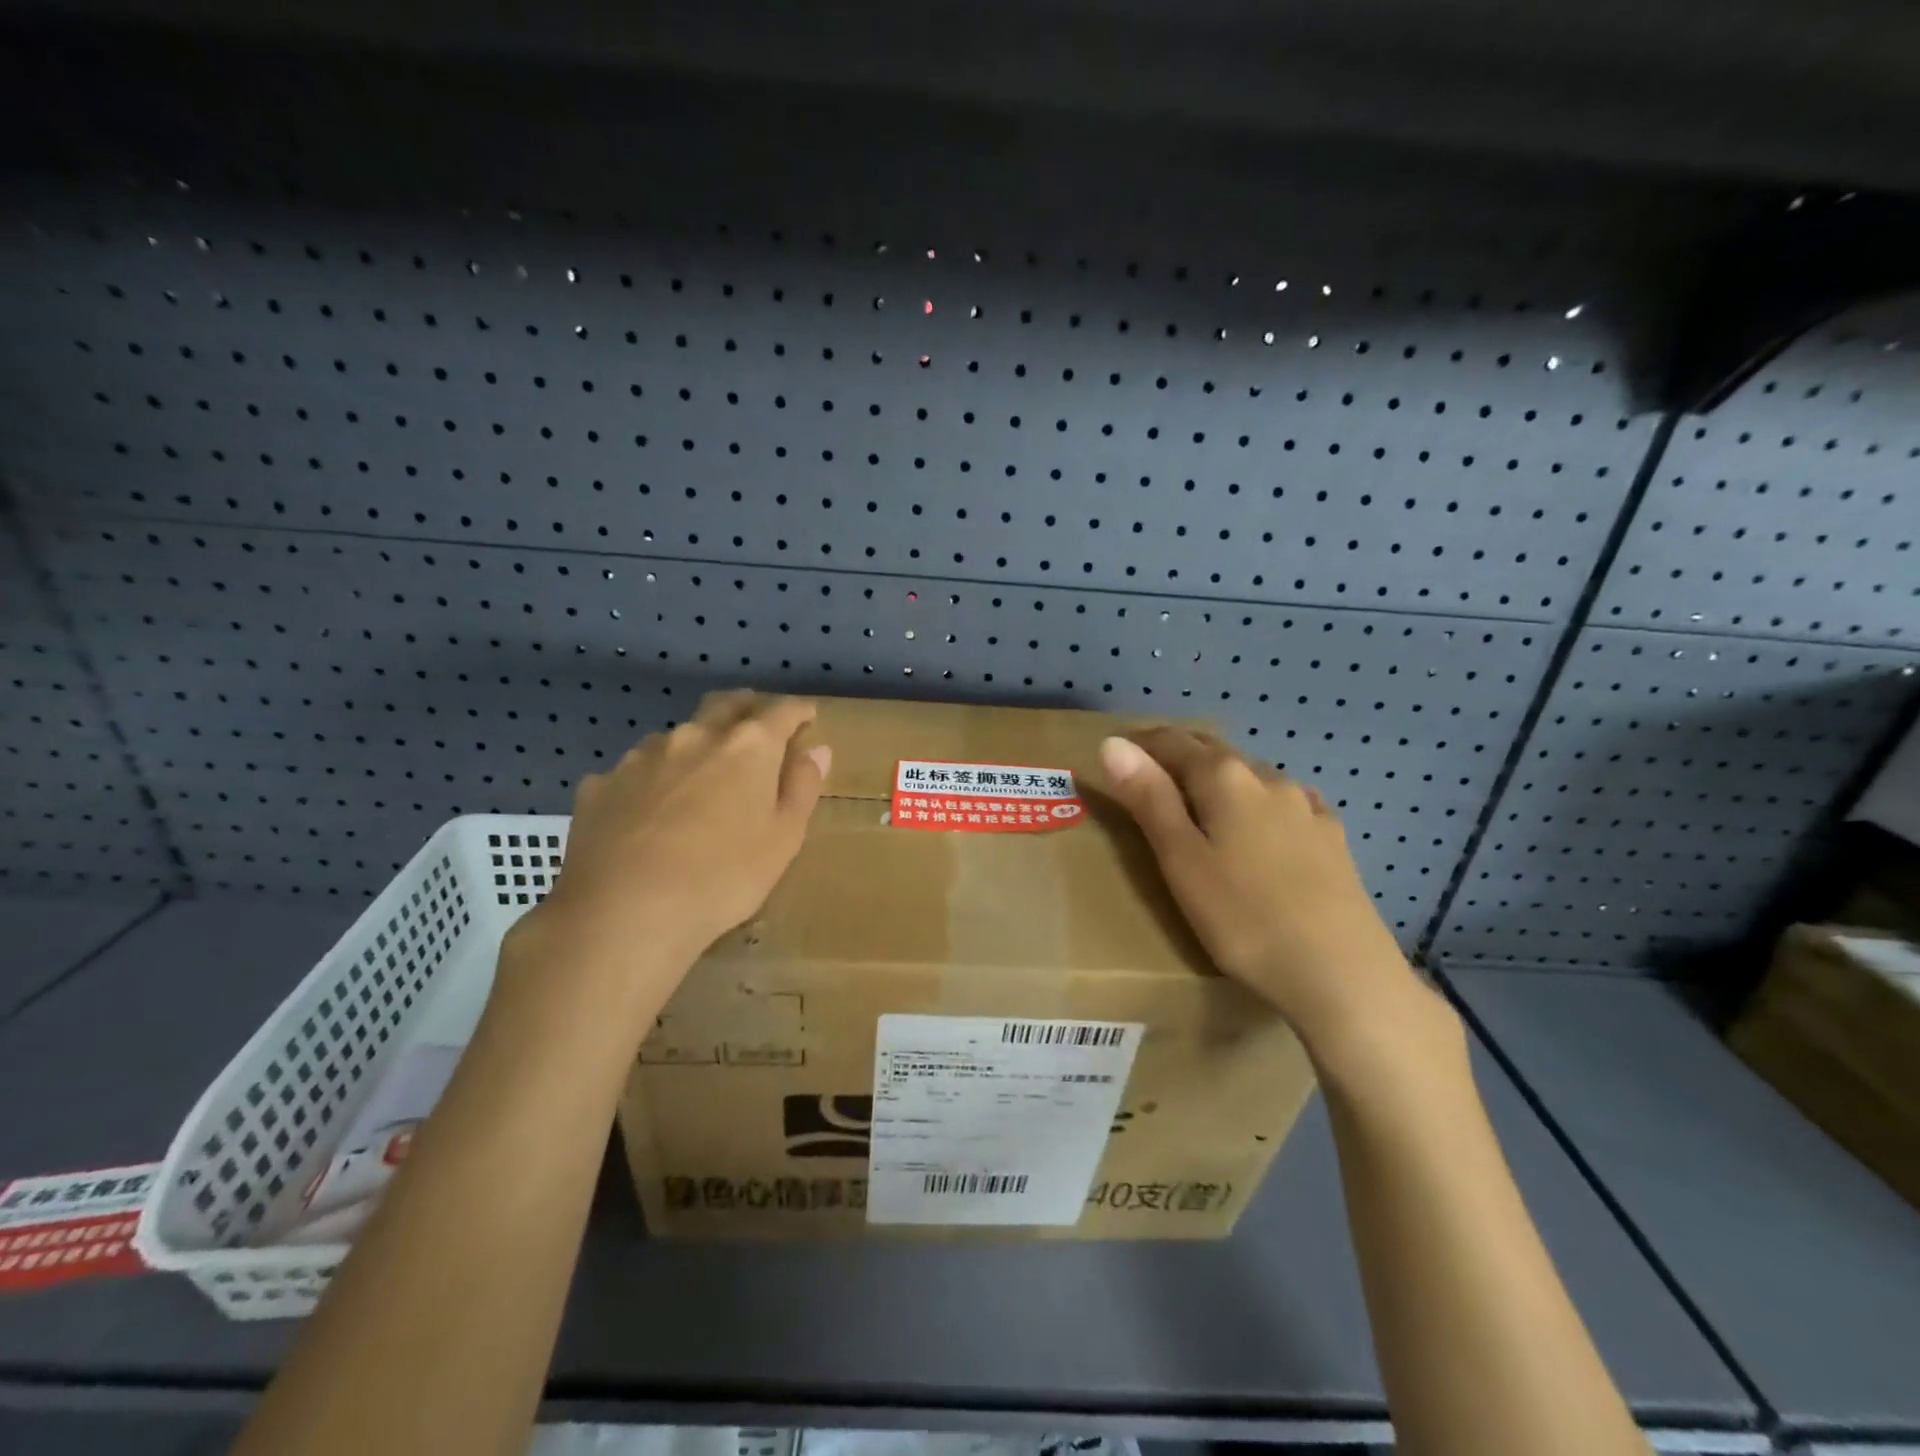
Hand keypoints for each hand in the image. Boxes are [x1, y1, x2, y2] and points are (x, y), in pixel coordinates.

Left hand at [521, 691, 829, 969]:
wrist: (623, 913)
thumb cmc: (723, 877)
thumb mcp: (784, 839)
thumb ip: (802, 788)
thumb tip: (818, 749)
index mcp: (748, 747)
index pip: (781, 712)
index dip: (798, 711)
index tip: (808, 716)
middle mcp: (695, 737)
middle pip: (725, 705)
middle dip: (747, 706)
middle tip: (759, 721)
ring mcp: (641, 757)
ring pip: (678, 737)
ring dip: (696, 745)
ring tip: (700, 773)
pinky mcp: (601, 785)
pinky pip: (635, 772)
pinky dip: (652, 781)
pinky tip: (648, 811)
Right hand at [1098, 728, 1423, 1052]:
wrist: (1343, 975)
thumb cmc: (1244, 919)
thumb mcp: (1181, 861)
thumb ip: (1148, 798)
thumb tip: (1112, 742)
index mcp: (1225, 778)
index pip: (1172, 742)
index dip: (1140, 744)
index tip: (1115, 754)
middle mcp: (1268, 778)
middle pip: (1213, 751)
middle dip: (1177, 755)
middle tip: (1146, 775)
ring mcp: (1307, 806)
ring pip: (1250, 775)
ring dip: (1218, 777)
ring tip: (1198, 802)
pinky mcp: (1332, 837)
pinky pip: (1284, 801)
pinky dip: (1257, 800)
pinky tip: (1262, 823)